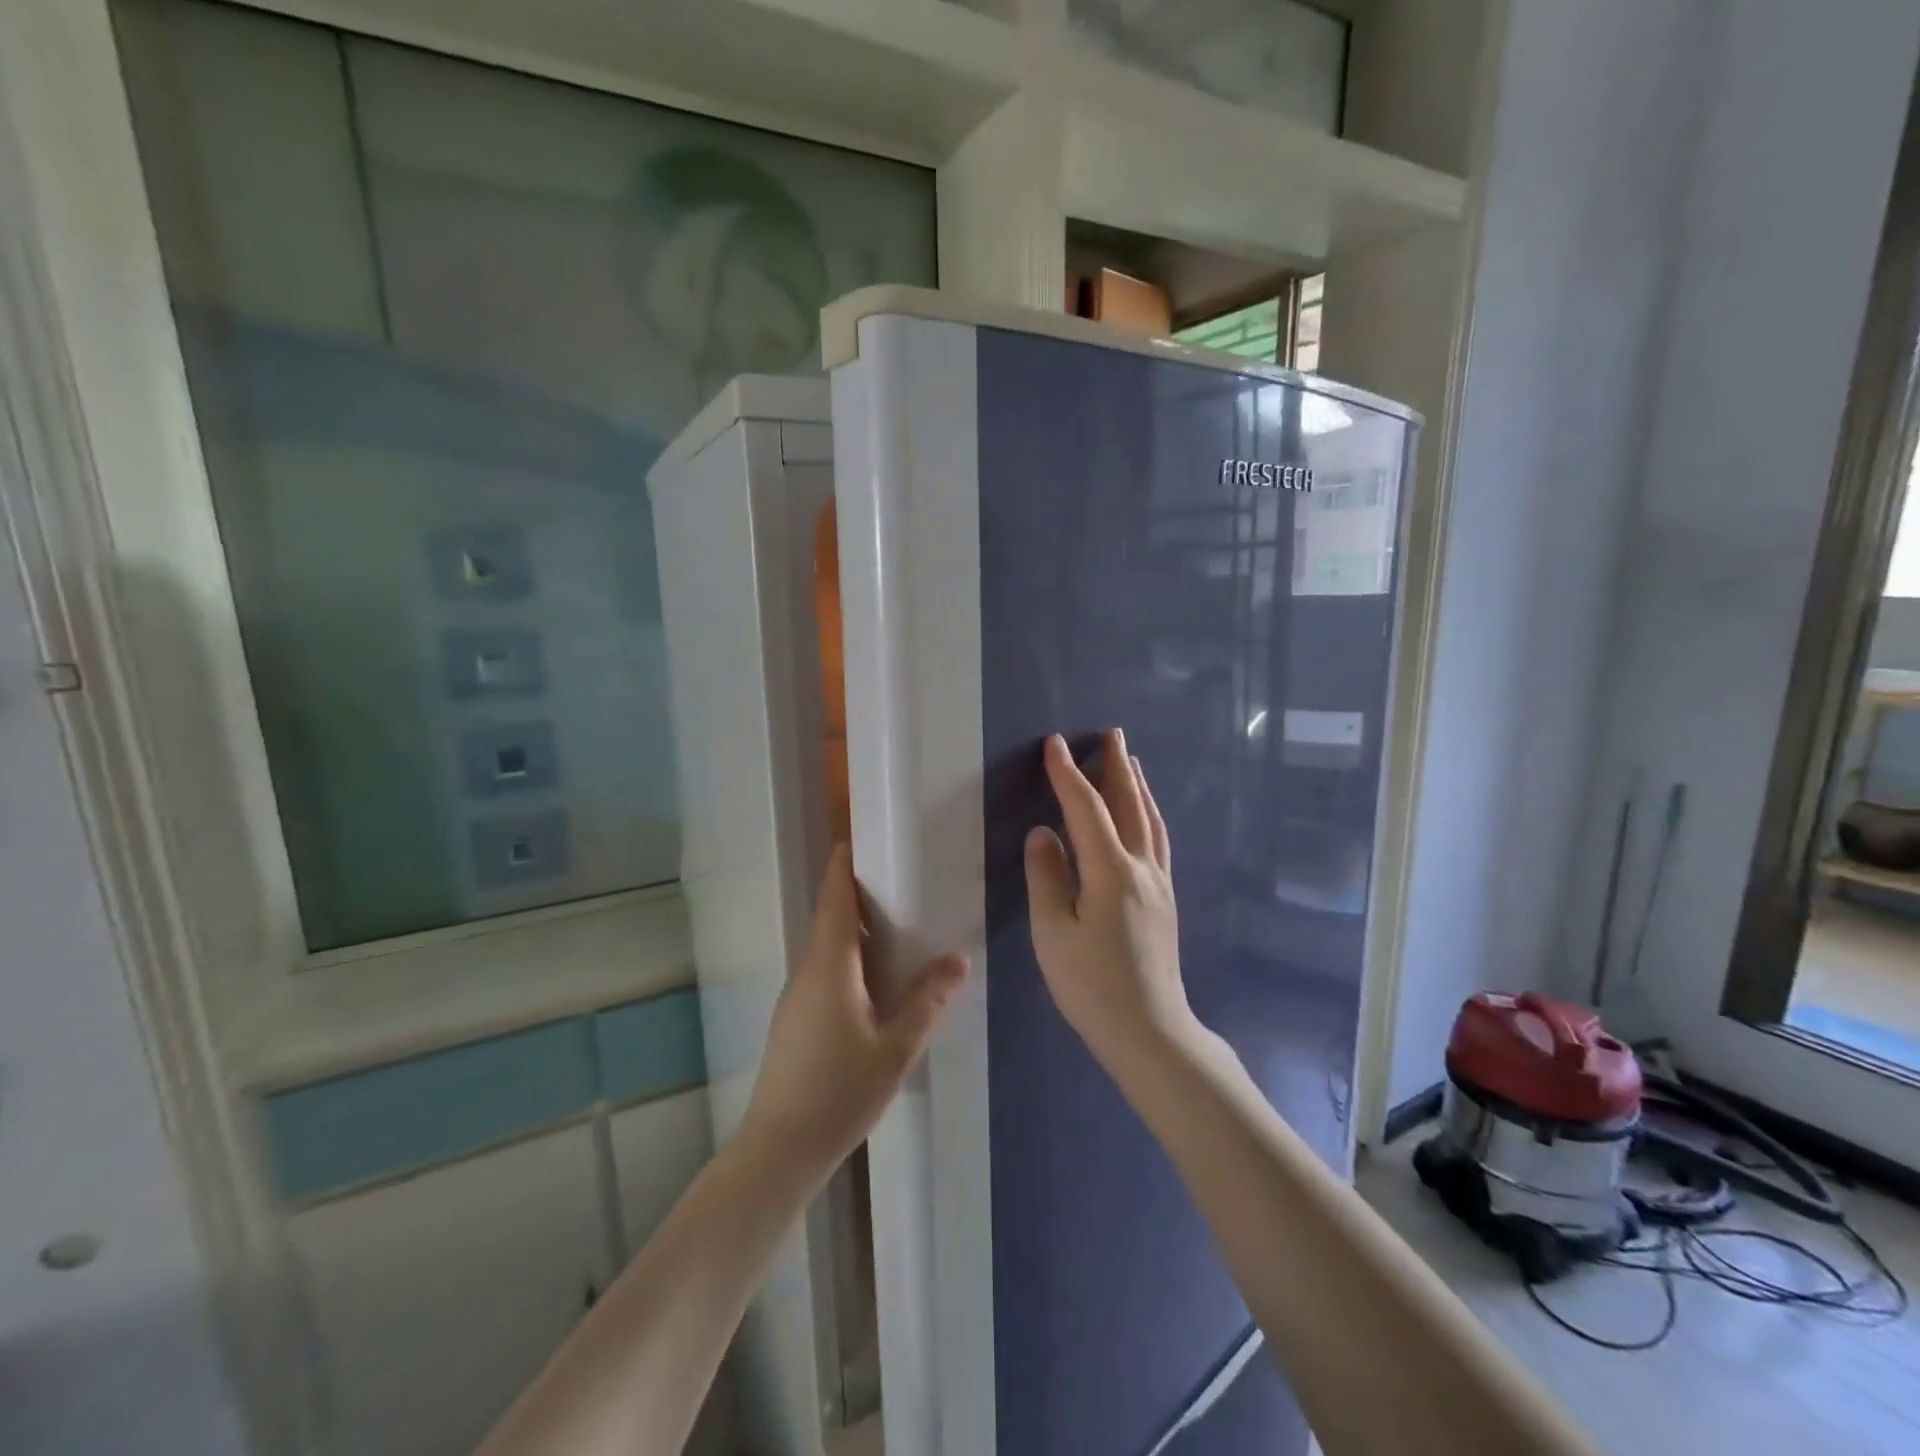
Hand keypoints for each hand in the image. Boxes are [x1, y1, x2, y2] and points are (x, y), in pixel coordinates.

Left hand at [738, 844, 968, 1182]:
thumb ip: (926, 1002)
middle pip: (827, 920)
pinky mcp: (793, 1021)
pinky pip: (821, 973)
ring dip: (851, 932)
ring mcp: (795, 998)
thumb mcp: (895, 1048)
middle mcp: (806, 972)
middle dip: (854, 897)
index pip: (832, 900)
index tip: (855, 842)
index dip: (842, 868)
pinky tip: (872, 984)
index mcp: (829, 966)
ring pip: (824, 949)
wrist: (780, 1149)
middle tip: (895, 885)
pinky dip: (845, 961)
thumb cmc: (840, 1091)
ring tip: (892, 930)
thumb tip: (957, 961)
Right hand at [1024, 730, 1195, 1071]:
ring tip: (1130, 761)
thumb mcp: (1053, 932)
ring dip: (1138, 785)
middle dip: (1116, 766)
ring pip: (1150, 820)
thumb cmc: (1091, 985)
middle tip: (1110, 733)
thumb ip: (1047, 876)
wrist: (1150, 1030)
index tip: (1055, 744)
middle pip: (1130, 804)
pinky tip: (1146, 816)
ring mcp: (1159, 883)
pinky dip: (1150, 814)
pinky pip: (1159, 839)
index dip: (1069, 774)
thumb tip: (1043, 832)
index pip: (1086, 809)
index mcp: (1111, 871)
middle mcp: (1142, 868)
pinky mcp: (1165, 899)